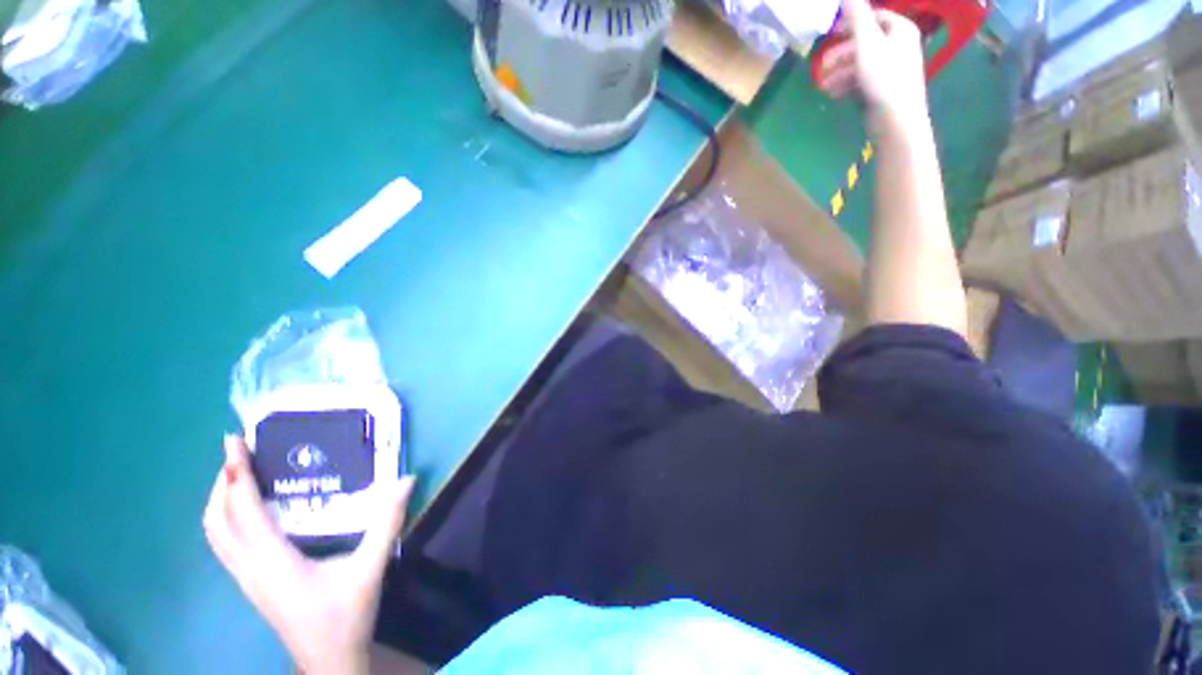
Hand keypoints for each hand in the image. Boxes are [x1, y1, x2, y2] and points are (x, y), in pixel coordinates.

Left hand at [204, 435, 413, 674]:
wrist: (329, 661)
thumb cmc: (346, 616)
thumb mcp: (370, 568)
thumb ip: (387, 523)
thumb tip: (406, 479)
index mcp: (274, 562)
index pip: (244, 512)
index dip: (237, 476)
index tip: (233, 443)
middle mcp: (250, 568)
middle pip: (217, 522)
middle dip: (221, 484)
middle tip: (238, 453)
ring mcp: (247, 578)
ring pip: (215, 535)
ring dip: (220, 501)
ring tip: (238, 475)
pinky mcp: (251, 583)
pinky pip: (226, 544)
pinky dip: (227, 518)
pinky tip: (249, 511)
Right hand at [817, 0, 929, 134]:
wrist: (896, 119)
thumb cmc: (883, 77)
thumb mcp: (867, 43)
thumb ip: (857, 18)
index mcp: (900, 30)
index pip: (875, 17)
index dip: (853, 23)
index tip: (832, 34)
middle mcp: (898, 46)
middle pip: (865, 43)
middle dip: (841, 54)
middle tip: (822, 66)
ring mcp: (891, 69)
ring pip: (861, 64)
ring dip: (840, 73)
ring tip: (824, 86)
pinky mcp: (883, 89)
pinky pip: (862, 81)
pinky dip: (847, 85)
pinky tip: (833, 95)